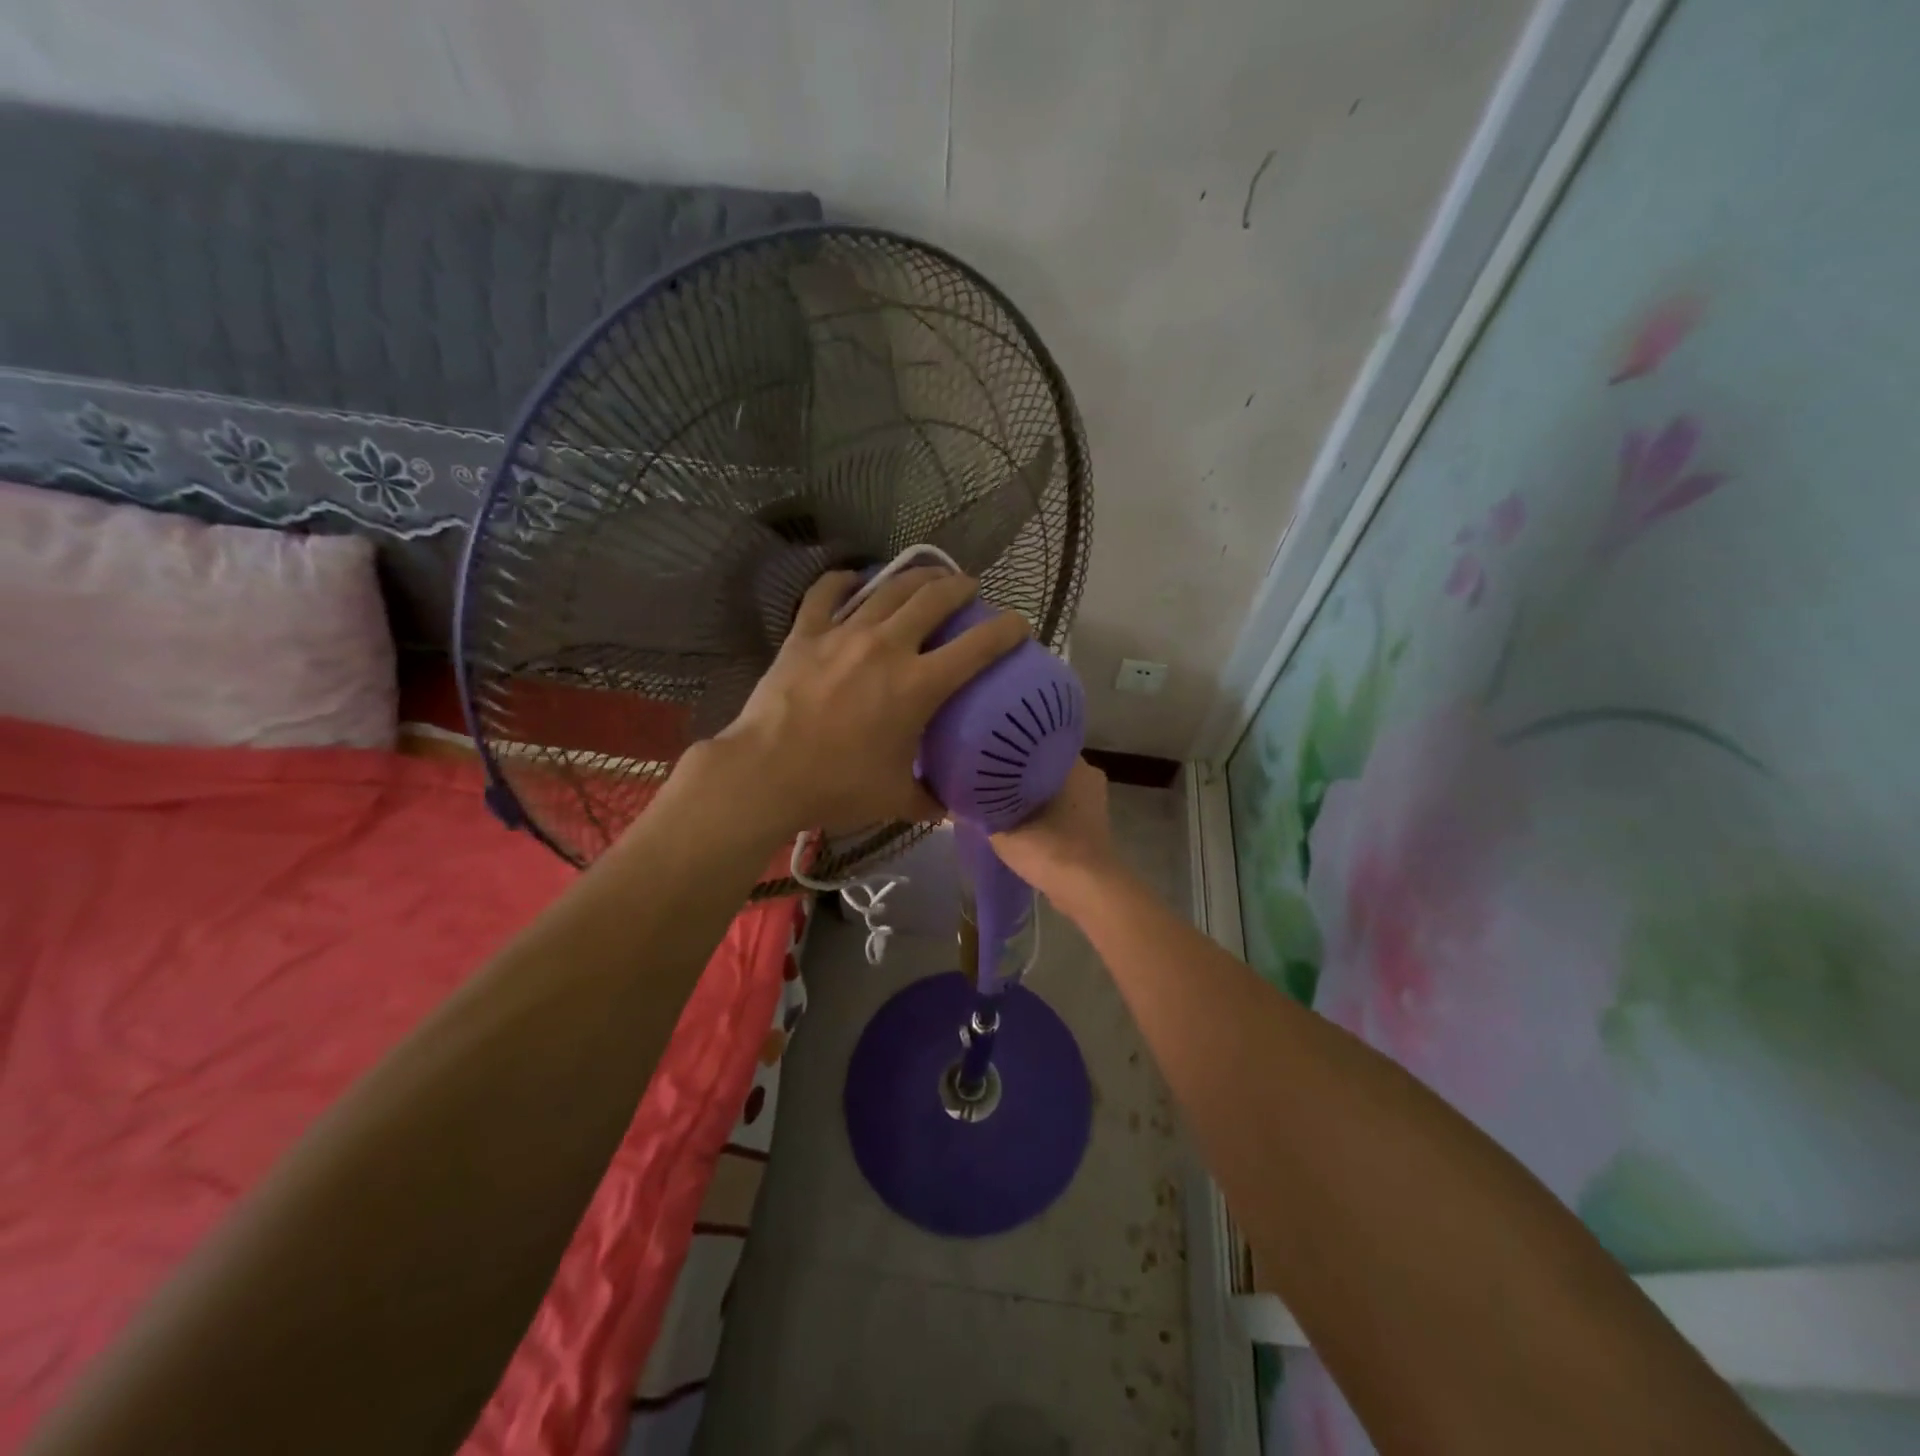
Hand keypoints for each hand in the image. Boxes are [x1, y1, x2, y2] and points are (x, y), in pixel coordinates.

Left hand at [707, 567, 1030, 837]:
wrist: (766, 774)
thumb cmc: (837, 787)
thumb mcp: (894, 799)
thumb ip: (930, 801)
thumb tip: (950, 808)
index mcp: (919, 685)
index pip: (978, 646)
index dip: (1007, 630)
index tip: (1020, 625)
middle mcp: (888, 647)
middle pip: (935, 599)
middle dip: (961, 587)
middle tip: (970, 589)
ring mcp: (844, 634)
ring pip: (889, 588)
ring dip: (916, 577)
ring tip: (929, 576)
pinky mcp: (806, 634)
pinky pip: (827, 593)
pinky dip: (844, 581)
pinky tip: (854, 579)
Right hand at [990, 756, 1119, 897]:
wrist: (1088, 891)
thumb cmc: (1049, 848)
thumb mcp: (1002, 830)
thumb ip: (979, 812)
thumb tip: (954, 800)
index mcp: (1072, 764)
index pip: (1036, 744)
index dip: (1010, 751)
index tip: (988, 757)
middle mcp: (1088, 776)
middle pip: (1044, 768)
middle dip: (1019, 775)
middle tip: (988, 780)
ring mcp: (1094, 803)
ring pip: (1054, 791)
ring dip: (1032, 797)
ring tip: (1000, 802)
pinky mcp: (1093, 828)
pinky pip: (1063, 811)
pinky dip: (1045, 815)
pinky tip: (1022, 824)